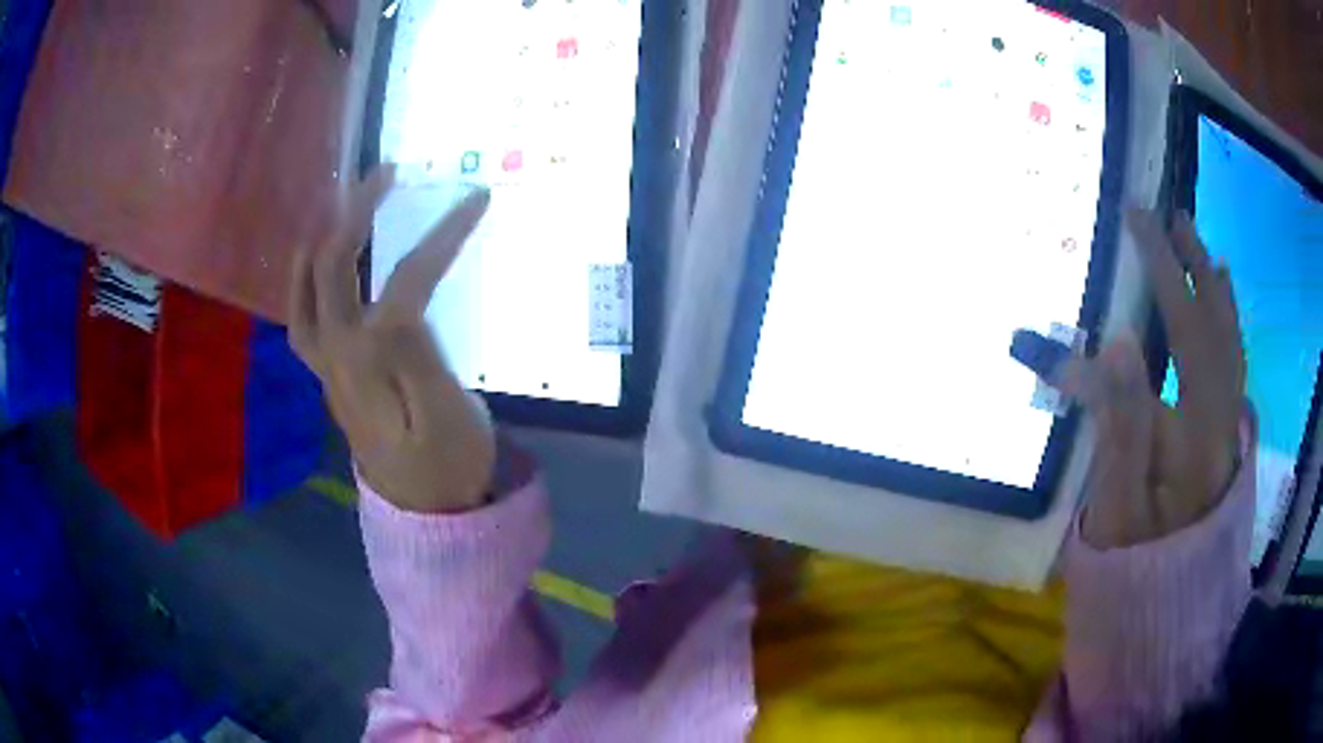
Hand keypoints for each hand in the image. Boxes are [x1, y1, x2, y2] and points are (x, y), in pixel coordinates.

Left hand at [289, 168, 498, 513]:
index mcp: (372, 361)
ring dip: (321, 239)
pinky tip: (317, 264)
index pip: (403, 280)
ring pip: (304, 292)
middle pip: (334, 269)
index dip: (440, 235)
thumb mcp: (449, 418)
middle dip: (358, 211)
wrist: (426, 512)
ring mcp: (327, 367)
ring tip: (342, 204)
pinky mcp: (330, 376)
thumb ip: (420, 359)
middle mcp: (337, 355)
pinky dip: (304, 280)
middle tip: (388, 173)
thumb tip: (402, 303)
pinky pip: (302, 318)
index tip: (478, 200)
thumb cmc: (447, 466)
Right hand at [1054, 208, 1245, 547]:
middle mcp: (1221, 417)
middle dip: (1188, 267)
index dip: (1154, 282)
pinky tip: (1223, 298)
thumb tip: (1117, 340)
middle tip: (1165, 218)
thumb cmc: (1137, 554)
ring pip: (1229, 339)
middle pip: (1212, 328)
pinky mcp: (1226, 431)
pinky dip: (1229, 320)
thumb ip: (1119, 422)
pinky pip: (1235, 362)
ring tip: (1197, 243)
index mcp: (1194, 432)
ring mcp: (1227, 423)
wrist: (1171, 596)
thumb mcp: (1118, 502)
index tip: (1129, 229)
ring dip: (1213, 285)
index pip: (1178, 340)